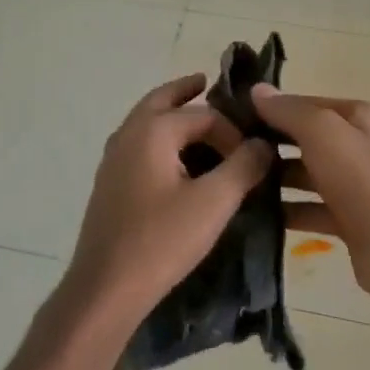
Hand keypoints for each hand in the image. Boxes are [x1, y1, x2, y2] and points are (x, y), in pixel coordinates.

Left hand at [56, 74, 274, 335]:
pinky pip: (139, 145)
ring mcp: (113, 159)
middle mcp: (128, 134)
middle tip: (206, 82)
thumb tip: (264, 144)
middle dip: (185, 91)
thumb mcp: (214, 202)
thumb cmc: (161, 240)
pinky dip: (159, 139)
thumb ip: (244, 166)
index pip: (204, 115)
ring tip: (196, 119)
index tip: (253, 158)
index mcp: (152, 130)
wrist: (106, 287)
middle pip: (161, 100)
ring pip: (145, 122)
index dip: (233, 132)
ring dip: (170, 114)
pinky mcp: (109, 183)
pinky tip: (174, 161)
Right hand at [252, 84, 369, 301]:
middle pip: (306, 139)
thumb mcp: (322, 131)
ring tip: (236, 183)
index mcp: (359, 117)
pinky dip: (288, 211)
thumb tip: (257, 90)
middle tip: (227, 153)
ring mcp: (356, 186)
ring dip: (276, 179)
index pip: (306, 104)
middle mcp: (359, 146)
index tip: (232, 118)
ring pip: (307, 175)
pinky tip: (257, 214)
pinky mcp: (350, 221)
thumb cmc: (361, 178)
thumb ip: (289, 110)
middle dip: (271, 144)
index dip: (271, 109)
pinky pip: (311, 209)